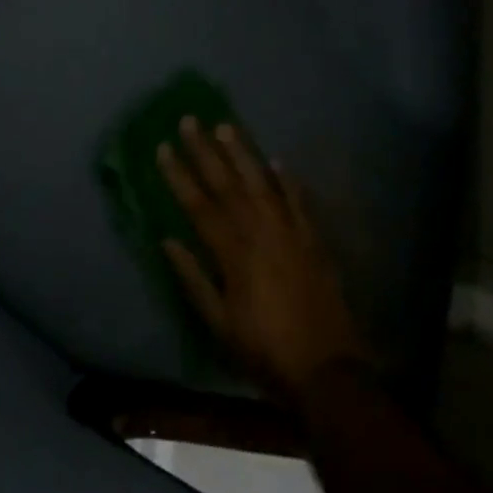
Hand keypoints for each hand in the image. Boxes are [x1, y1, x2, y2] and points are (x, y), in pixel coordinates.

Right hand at [158, 117, 374, 404]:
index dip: (179, 175)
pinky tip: (277, 161)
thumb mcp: (220, 324)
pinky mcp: (313, 242)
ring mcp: (290, 234)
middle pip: (227, 185)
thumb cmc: (265, 351)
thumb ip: (193, 279)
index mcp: (233, 254)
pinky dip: (288, 181)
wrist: (328, 372)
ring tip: (226, 126)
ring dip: (242, 154)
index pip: (199, 205)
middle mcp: (260, 234)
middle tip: (190, 120)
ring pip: (262, 184)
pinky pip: (299, 202)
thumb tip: (167, 240)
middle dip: (205, 151)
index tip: (163, 147)